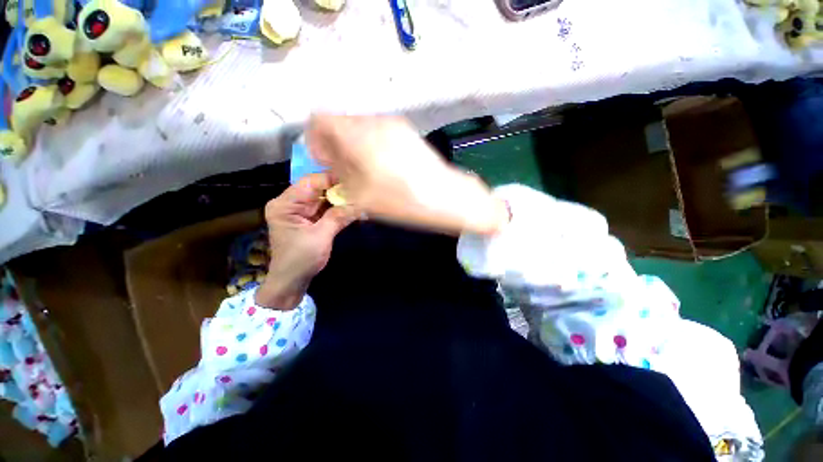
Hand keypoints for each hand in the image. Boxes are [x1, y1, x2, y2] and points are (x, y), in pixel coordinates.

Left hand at [255, 173, 356, 309]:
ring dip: (341, 199)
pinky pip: (327, 208)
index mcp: (285, 204)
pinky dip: (339, 208)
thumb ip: (338, 217)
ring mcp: (301, 211)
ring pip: (324, 198)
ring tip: (360, 196)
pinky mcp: (311, 218)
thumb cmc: (301, 259)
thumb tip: (359, 203)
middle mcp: (292, 203)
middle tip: (360, 187)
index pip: (310, 182)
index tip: (353, 178)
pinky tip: (353, 206)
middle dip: (339, 189)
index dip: (331, 179)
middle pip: (318, 188)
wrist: (292, 280)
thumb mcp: (320, 237)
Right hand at [307, 114, 508, 235]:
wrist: (444, 196)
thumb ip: (339, 175)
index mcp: (357, 133)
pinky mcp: (408, 132)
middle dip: (337, 145)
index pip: (320, 120)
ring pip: (362, 128)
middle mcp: (374, 121)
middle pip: (342, 123)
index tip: (326, 161)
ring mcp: (394, 124)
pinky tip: (384, 167)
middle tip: (345, 171)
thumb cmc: (400, 199)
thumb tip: (333, 162)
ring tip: (366, 172)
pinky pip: (380, 133)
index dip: (316, 140)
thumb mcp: (360, 195)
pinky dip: (373, 146)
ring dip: (356, 146)